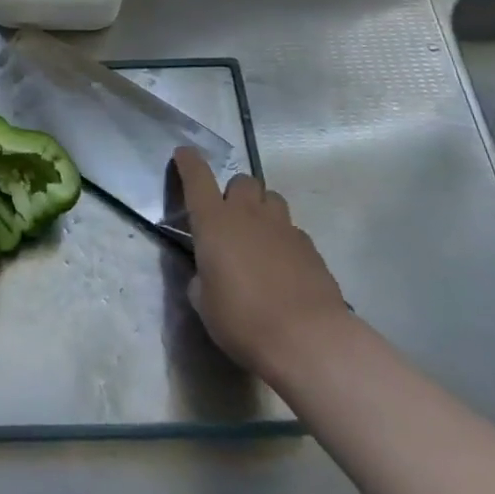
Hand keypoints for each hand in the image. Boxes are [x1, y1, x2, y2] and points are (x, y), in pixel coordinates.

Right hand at [175, 147, 347, 376]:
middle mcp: (248, 215)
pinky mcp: (310, 247)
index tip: (184, 154)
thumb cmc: (242, 320)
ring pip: (271, 198)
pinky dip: (282, 238)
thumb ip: (202, 279)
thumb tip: (208, 275)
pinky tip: (282, 266)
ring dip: (260, 209)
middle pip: (242, 180)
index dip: (188, 162)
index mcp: (214, 222)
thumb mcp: (204, 303)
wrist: (307, 339)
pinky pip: (292, 229)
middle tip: (228, 217)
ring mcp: (284, 228)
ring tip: (257, 237)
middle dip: (233, 192)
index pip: (197, 178)